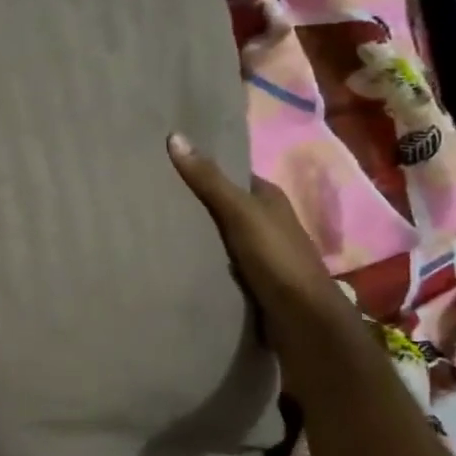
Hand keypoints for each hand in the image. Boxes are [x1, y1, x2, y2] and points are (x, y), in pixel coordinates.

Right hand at [166, 133, 357, 363]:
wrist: (302, 319)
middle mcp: (269, 221)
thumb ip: (209, 180)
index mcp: (270, 198)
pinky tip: (178, 260)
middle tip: (153, 198)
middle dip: (196, 203)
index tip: (166, 166)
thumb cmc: (275, 258)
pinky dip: (203, 259)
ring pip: (222, 235)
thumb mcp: (240, 213)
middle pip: (225, 205)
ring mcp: (263, 253)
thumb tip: (175, 137)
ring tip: (156, 228)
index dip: (203, 169)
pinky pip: (221, 262)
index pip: (232, 176)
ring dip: (198, 235)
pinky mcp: (254, 280)